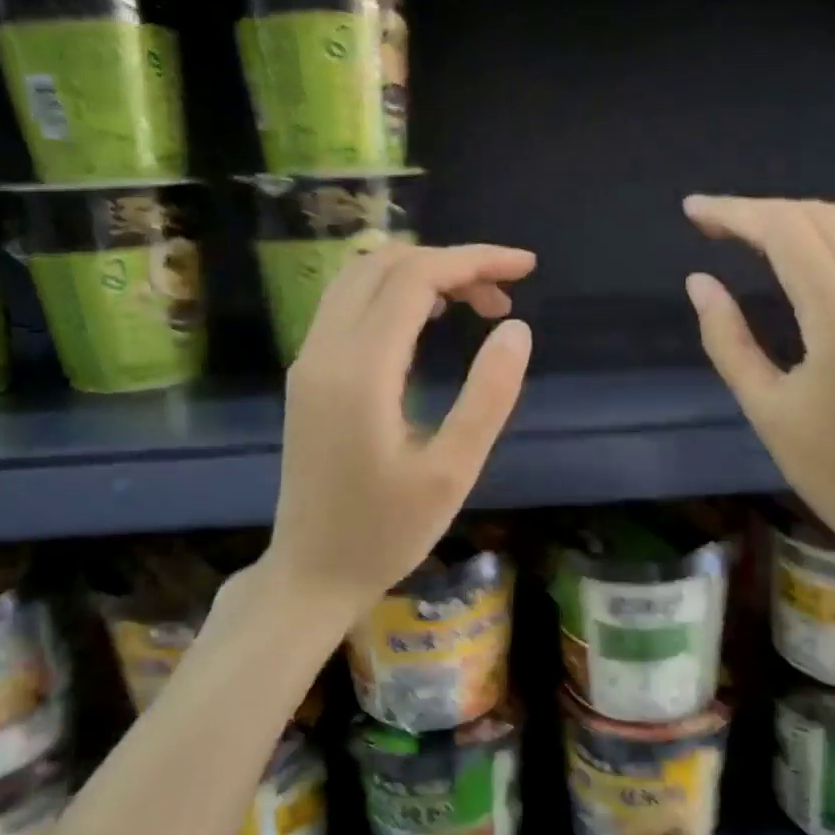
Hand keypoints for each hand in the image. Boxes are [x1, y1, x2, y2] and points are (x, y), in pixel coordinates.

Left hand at [259, 243, 534, 621]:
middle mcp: (325, 350)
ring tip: (474, 302)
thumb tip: (516, 328)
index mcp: (360, 369)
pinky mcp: (308, 375)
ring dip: (421, 273)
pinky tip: (429, 319)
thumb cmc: (386, 532)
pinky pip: (348, 304)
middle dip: (451, 263)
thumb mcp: (452, 472)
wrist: (310, 574)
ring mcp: (309, 360)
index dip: (474, 260)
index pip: (416, 277)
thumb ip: (488, 395)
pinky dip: (394, 292)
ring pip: (361, 277)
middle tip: (504, 296)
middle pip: (385, 264)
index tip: (526, 268)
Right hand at [682, 196, 834, 567]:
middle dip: (762, 210)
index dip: (736, 213)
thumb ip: (727, 339)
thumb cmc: (831, 471)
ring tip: (754, 232)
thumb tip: (699, 282)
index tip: (693, 212)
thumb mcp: (764, 410)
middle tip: (713, 224)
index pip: (789, 236)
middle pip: (823, 218)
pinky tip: (808, 252)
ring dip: (802, 216)